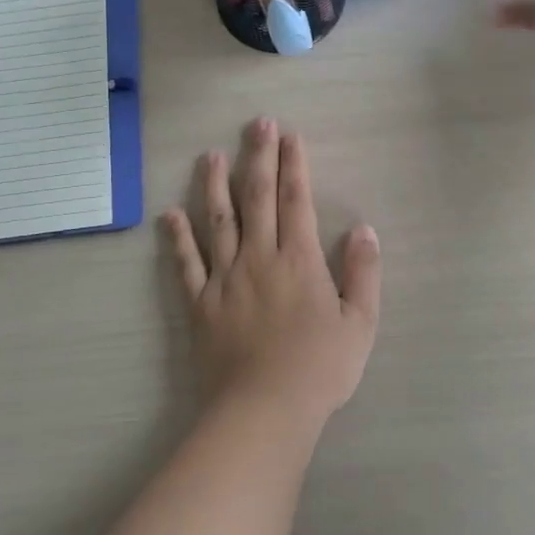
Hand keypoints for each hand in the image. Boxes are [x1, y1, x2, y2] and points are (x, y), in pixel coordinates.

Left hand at [163, 119, 380, 430]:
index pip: (295, 200)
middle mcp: (259, 258)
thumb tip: (364, 229)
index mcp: (299, 260)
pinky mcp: (200, 304)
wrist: (264, 410)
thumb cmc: (318, 369)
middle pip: (256, 198)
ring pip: (218, 222)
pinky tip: (170, 215)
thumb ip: (363, 273)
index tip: (290, 135)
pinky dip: (178, 238)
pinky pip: (186, 264)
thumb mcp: (359, 324)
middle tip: (256, 124)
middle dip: (258, 157)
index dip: (294, 165)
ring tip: (210, 156)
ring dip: (214, 186)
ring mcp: (224, 279)